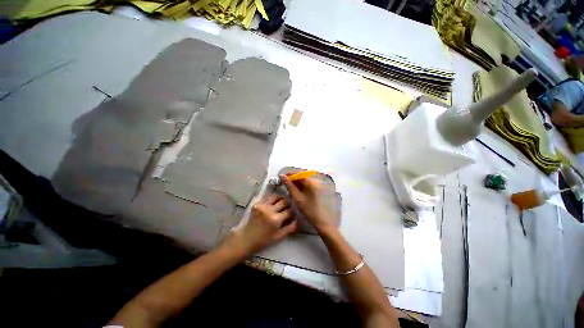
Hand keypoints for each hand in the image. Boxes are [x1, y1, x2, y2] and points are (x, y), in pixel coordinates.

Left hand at [228, 194, 296, 255]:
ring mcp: (263, 205)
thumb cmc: (263, 240)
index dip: (293, 212)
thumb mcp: (279, 237)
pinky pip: (267, 197)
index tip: (293, 214)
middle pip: (284, 202)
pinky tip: (273, 203)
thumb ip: (290, 228)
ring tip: (281, 203)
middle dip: (288, 204)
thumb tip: (298, 220)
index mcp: (276, 220)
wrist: (246, 238)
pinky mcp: (257, 203)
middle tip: (288, 207)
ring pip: (276, 196)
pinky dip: (272, 198)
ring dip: (281, 199)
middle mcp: (270, 210)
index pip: (289, 211)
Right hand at [281, 175, 336, 232]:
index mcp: (311, 181)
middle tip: (285, 184)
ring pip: (304, 180)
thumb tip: (282, 176)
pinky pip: (308, 184)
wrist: (322, 221)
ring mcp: (318, 184)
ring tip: (291, 189)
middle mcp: (315, 180)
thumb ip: (289, 186)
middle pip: (302, 175)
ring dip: (297, 182)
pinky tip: (297, 191)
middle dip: (293, 179)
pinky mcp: (318, 189)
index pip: (298, 173)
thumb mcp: (297, 197)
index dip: (289, 174)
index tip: (282, 178)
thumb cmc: (309, 210)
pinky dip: (302, 186)